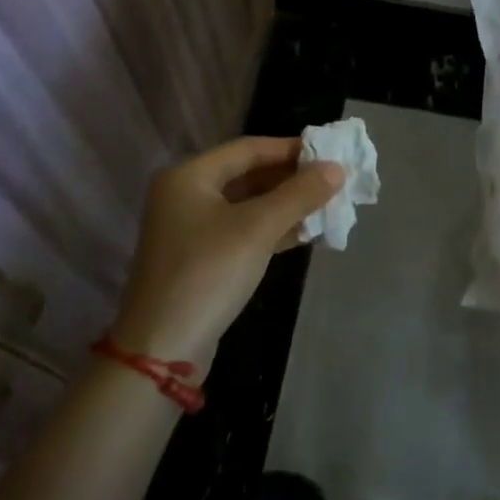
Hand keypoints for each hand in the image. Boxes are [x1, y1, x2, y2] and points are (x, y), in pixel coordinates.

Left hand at [110, 137, 342, 370]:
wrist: (162, 350)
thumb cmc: (208, 273)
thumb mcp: (257, 229)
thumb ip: (299, 195)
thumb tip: (337, 169)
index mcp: (189, 176)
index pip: (248, 149)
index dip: (290, 149)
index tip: (329, 153)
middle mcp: (185, 195)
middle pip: (247, 175)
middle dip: (291, 179)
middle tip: (332, 181)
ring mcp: (191, 229)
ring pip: (247, 205)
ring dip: (285, 205)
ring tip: (327, 205)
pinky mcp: (200, 259)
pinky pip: (243, 231)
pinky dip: (272, 229)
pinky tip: (306, 233)